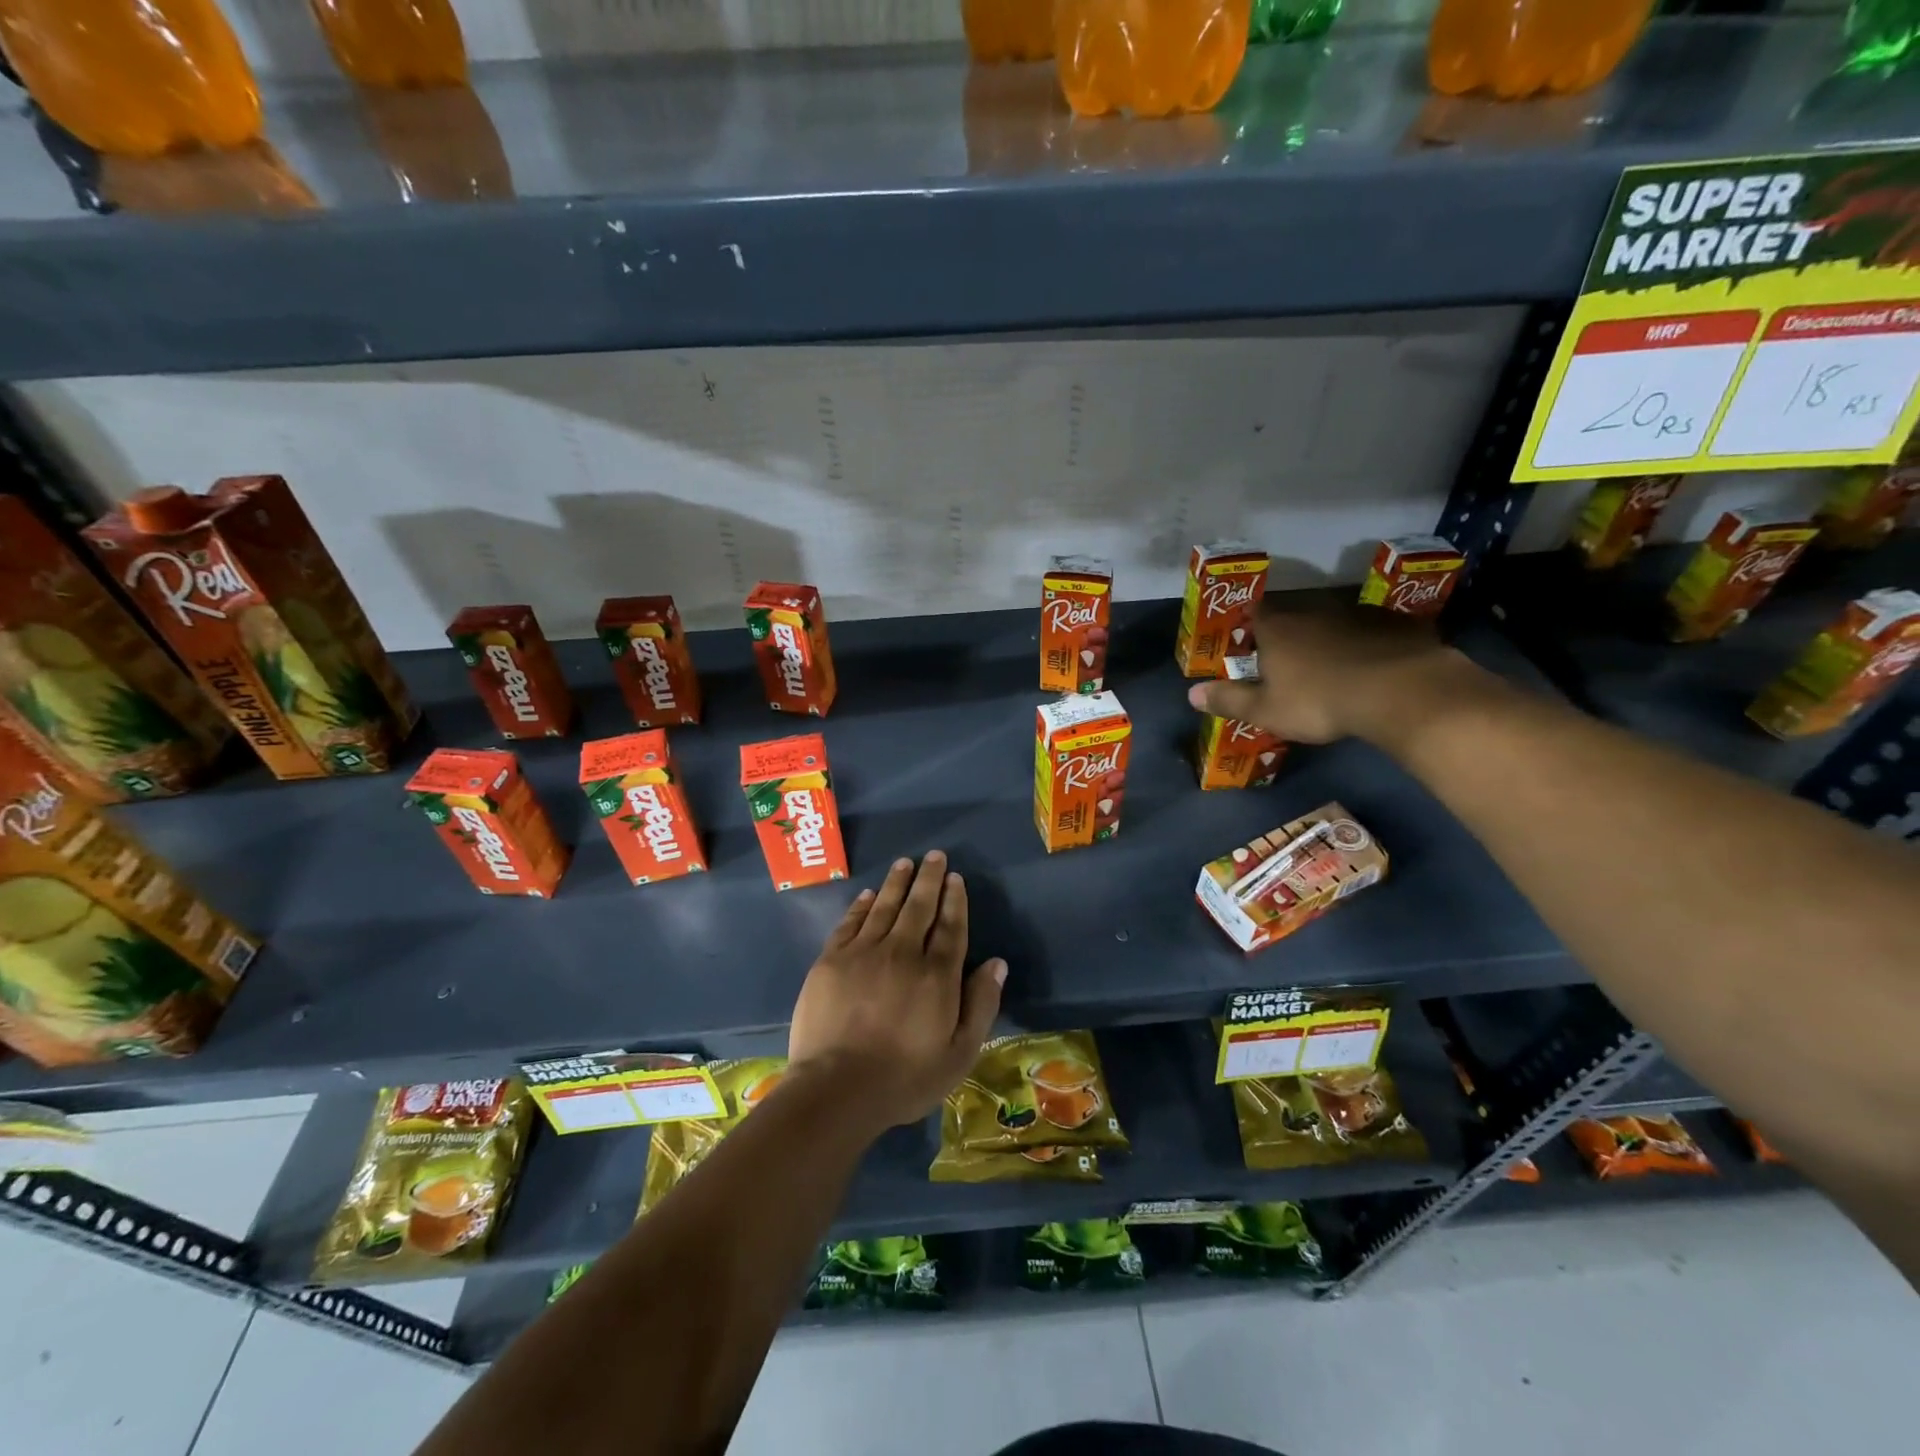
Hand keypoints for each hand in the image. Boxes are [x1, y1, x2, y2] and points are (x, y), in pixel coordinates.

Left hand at [787, 851, 1006, 1134]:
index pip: (950, 927)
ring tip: (905, 863)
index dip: (955, 900)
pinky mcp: (831, 960)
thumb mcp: (959, 1054)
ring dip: (896, 882)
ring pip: (884, 906)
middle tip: (935, 856)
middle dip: (929, 878)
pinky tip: (868, 894)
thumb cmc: (904, 1078)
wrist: (836, 1089)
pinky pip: (851, 922)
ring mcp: (864, 953)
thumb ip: (981, 1005)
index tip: (956, 878)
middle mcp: (902, 952)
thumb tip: (997, 964)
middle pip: (919, 907)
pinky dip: (861, 905)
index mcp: (937, 975)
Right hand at [1186, 602, 1484, 745]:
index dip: (1249, 624)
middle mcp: (1313, 611)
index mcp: (1277, 628)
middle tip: (1290, 662)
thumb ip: (1229, 700)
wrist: (1400, 691)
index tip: (1248, 641)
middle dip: (1290, 635)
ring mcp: (1357, 613)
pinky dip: (1369, 644)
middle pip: (1294, 616)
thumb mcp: (1266, 710)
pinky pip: (1374, 630)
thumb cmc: (1320, 701)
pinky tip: (1375, 667)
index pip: (1254, 613)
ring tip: (1334, 668)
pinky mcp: (1396, 622)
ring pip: (1335, 621)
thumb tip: (1191, 694)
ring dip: (1330, 639)